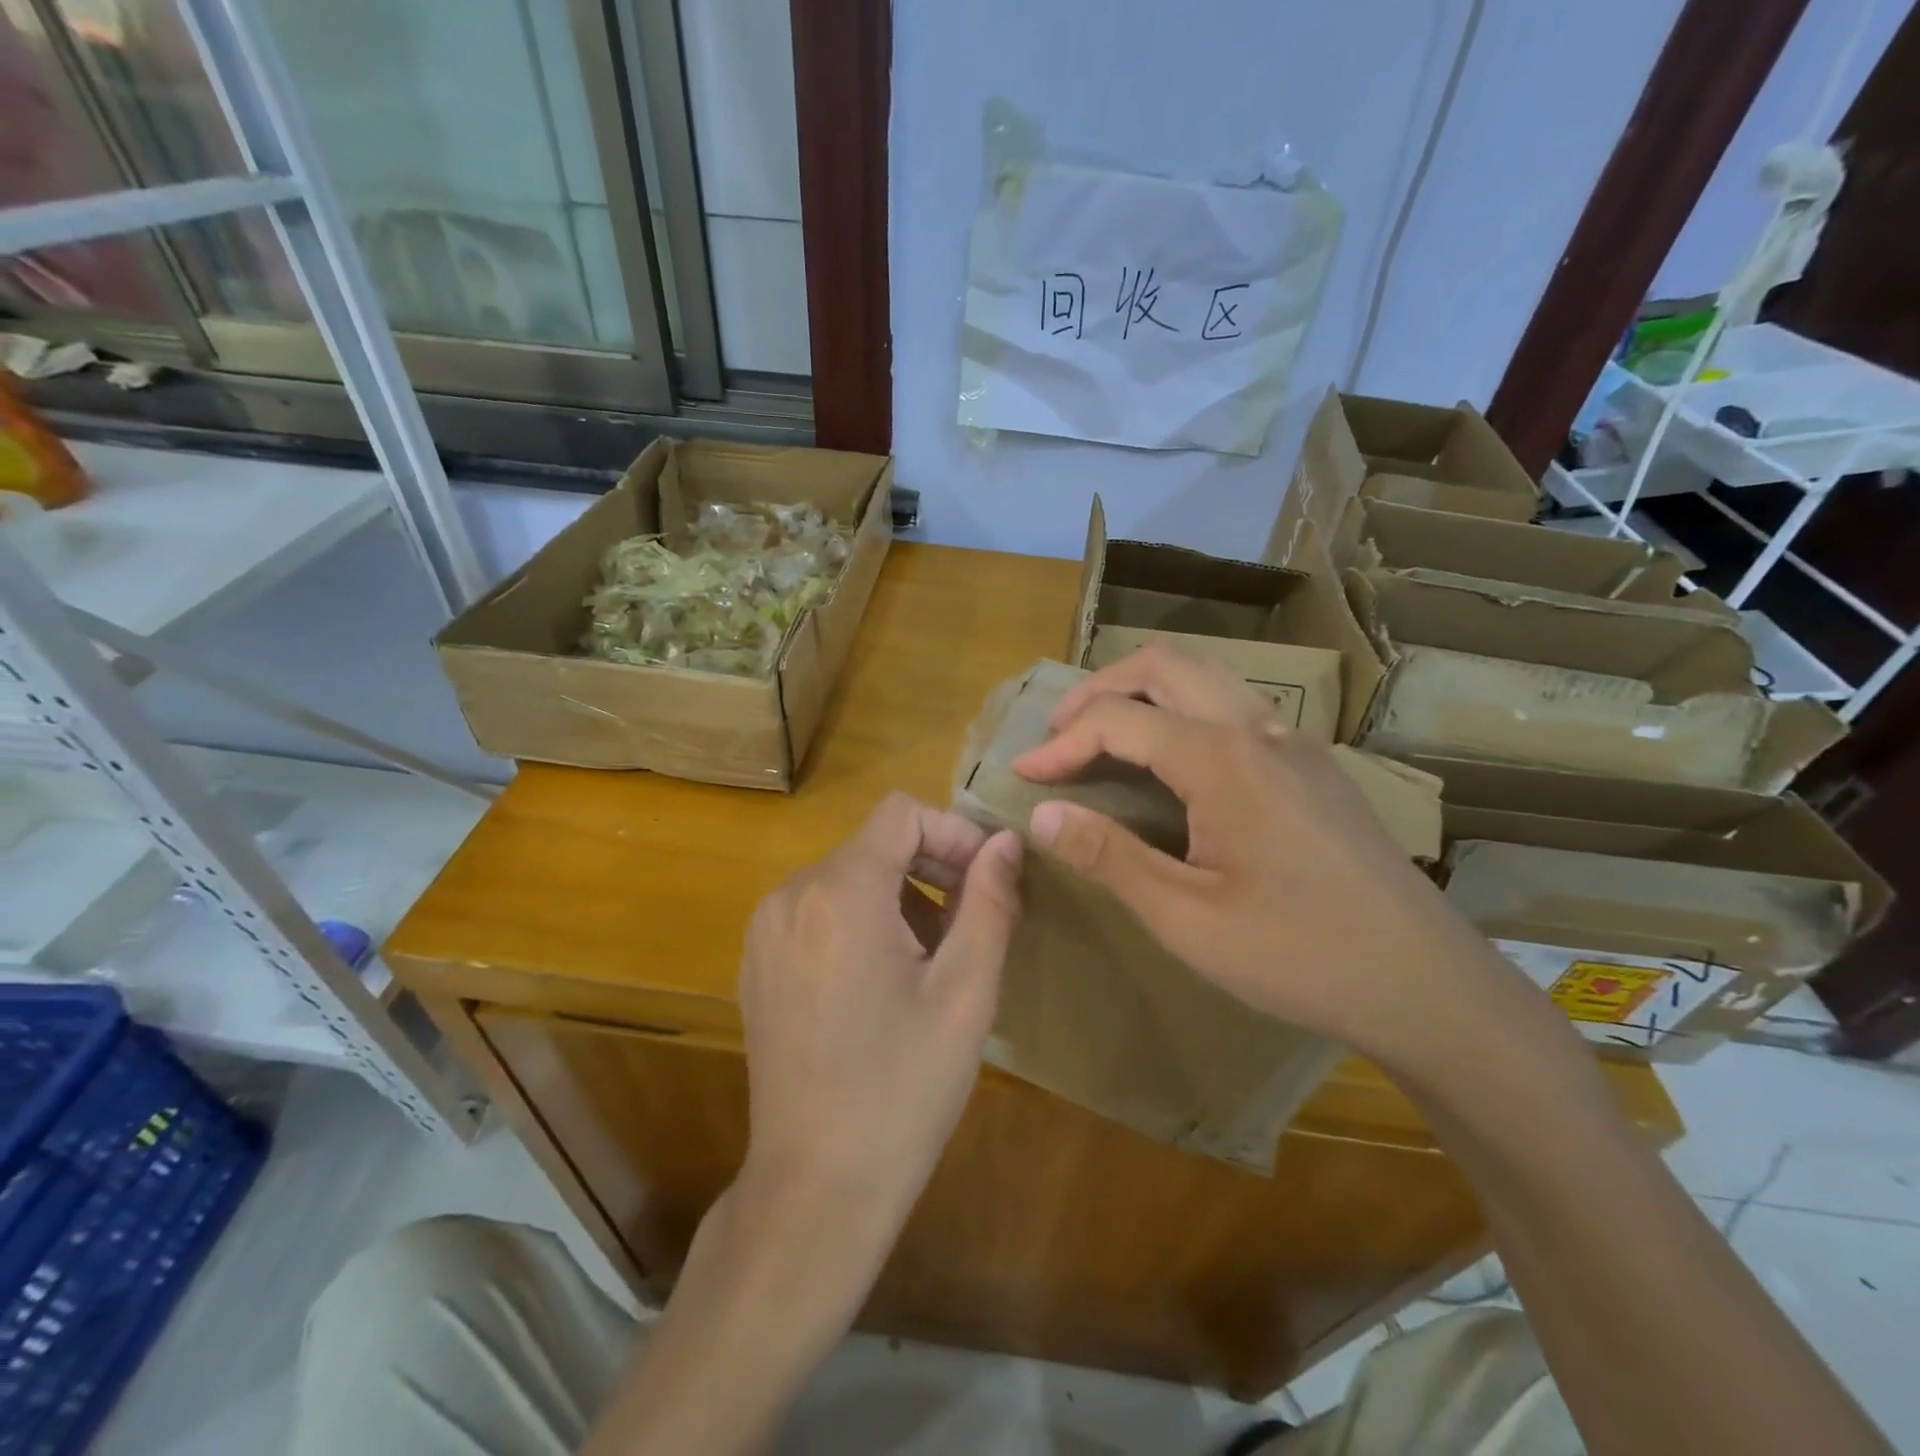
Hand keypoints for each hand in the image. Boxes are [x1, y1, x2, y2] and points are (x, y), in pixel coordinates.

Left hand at [737, 792, 1021, 1241]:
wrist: (815, 1186)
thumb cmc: (902, 1089)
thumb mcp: (966, 993)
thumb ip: (990, 902)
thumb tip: (1006, 842)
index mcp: (840, 893)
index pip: (902, 813)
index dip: (953, 833)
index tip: (987, 881)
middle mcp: (791, 895)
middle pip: (875, 843)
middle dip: (932, 867)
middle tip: (973, 924)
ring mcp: (766, 929)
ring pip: (848, 875)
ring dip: (900, 896)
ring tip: (934, 959)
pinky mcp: (758, 961)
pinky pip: (819, 908)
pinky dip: (862, 919)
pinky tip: (885, 980)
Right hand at [1012, 649, 1513, 1065]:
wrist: (1426, 984)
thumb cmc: (1298, 955)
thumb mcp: (1187, 919)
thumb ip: (1109, 856)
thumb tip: (1043, 814)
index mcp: (1224, 760)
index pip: (1120, 721)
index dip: (1061, 743)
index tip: (1022, 775)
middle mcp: (1261, 729)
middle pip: (1165, 665)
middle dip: (1099, 688)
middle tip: (1059, 733)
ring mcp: (1295, 742)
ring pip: (1206, 676)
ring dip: (1144, 690)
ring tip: (1103, 734)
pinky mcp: (1314, 765)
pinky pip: (1236, 706)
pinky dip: (1184, 709)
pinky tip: (1172, 761)